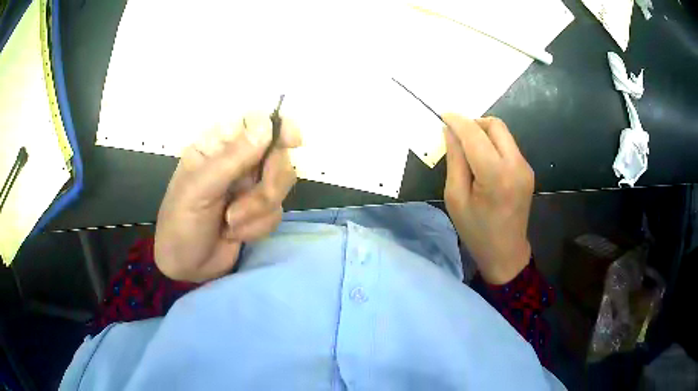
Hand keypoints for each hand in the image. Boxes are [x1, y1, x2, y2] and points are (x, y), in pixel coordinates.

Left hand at [154, 113, 300, 281]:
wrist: (186, 267)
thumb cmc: (181, 224)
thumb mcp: (199, 190)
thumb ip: (231, 159)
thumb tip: (267, 126)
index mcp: (217, 146)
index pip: (254, 122)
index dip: (278, 126)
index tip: (293, 140)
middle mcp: (238, 161)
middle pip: (277, 155)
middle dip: (266, 185)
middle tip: (240, 206)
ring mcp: (250, 186)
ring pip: (281, 185)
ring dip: (257, 210)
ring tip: (230, 224)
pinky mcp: (259, 210)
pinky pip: (277, 211)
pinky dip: (257, 227)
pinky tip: (234, 234)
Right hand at [442, 114, 533, 284]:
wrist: (506, 252)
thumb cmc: (476, 231)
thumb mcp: (456, 198)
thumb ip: (454, 160)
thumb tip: (449, 132)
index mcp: (496, 175)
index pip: (475, 134)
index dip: (457, 121)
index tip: (442, 115)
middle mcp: (516, 165)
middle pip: (495, 125)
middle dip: (473, 123)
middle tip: (457, 136)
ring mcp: (525, 167)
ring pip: (503, 133)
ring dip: (483, 133)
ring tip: (468, 150)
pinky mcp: (527, 170)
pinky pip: (508, 146)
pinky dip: (493, 144)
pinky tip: (483, 161)